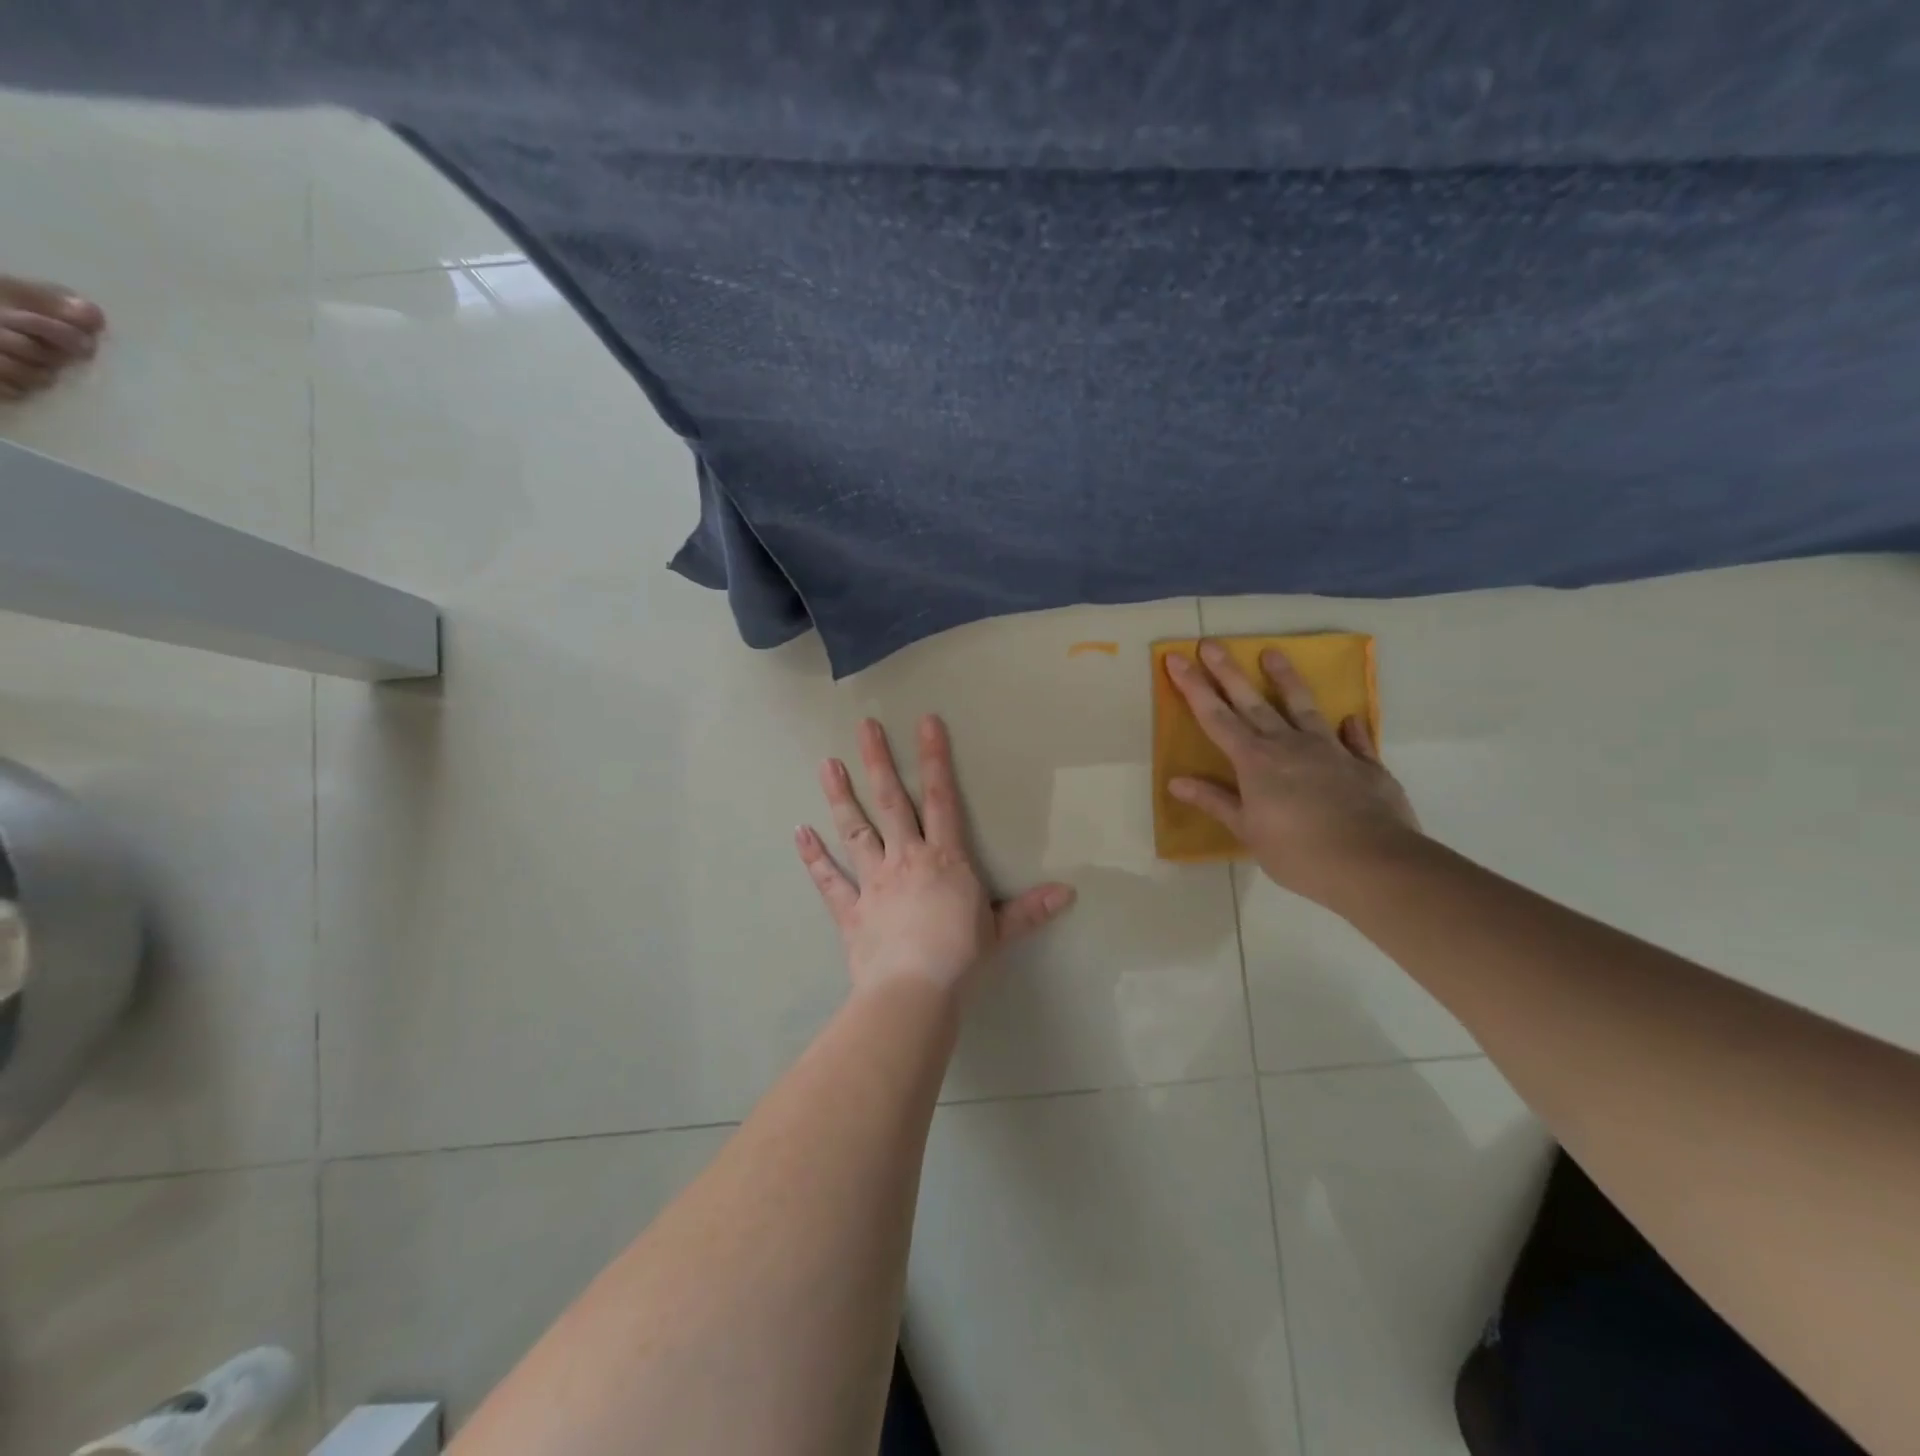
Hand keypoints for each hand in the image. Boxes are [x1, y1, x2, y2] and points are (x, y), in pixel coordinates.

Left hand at [795, 715, 1075, 1000]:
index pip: (942, 798)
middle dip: (878, 762)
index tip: (925, 722)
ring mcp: (874, 882)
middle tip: (864, 726)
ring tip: (826, 764)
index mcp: (944, 858)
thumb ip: (1029, 909)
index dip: (935, 758)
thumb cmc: (961, 956)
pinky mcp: (851, 909)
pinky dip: (814, 857)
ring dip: (840, 797)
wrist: (915, 989)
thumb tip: (1068, 893)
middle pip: (891, 802)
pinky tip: (799, 832)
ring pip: (855, 830)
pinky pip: (830, 880)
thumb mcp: (1001, 930)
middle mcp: (906, 859)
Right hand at [1165, 641, 1421, 905]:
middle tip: (1210, 642)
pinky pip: (1356, 741)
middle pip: (1251, 702)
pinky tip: (1350, 718)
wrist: (1372, 863)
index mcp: (1255, 761)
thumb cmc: (1298, 852)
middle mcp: (1288, 745)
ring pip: (1302, 706)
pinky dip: (1351, 730)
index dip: (1193, 687)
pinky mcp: (1365, 765)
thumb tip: (1176, 782)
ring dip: (1285, 679)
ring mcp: (1329, 750)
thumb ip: (1216, 801)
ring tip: (1273, 652)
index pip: (1215, 717)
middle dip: (1227, 671)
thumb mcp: (1248, 831)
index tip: (1177, 657)